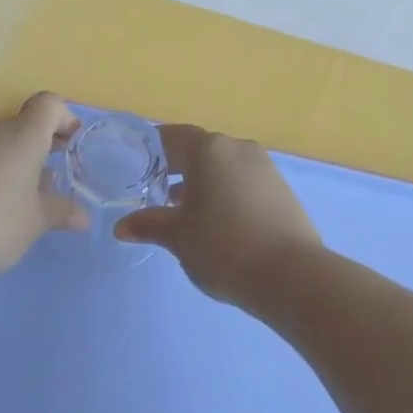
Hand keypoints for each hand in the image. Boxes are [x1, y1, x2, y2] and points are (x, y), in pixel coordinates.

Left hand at [0, 92, 87, 281]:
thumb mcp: (35, 222)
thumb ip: (60, 212)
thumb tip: (82, 215)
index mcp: (23, 135)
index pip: (49, 104)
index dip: (64, 118)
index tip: (71, 143)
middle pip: (24, 125)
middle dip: (41, 146)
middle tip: (52, 178)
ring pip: (1, 144)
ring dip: (17, 163)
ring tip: (24, 199)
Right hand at [115, 124, 320, 303]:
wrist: (291, 276)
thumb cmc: (223, 246)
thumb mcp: (178, 236)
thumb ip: (149, 225)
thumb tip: (121, 227)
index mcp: (209, 149)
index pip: (174, 135)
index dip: (155, 148)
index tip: (139, 164)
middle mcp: (238, 148)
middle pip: (201, 149)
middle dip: (178, 167)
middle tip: (157, 190)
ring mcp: (265, 167)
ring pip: (224, 166)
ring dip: (204, 182)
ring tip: (186, 211)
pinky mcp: (282, 190)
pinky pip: (244, 181)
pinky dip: (227, 192)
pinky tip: (218, 221)